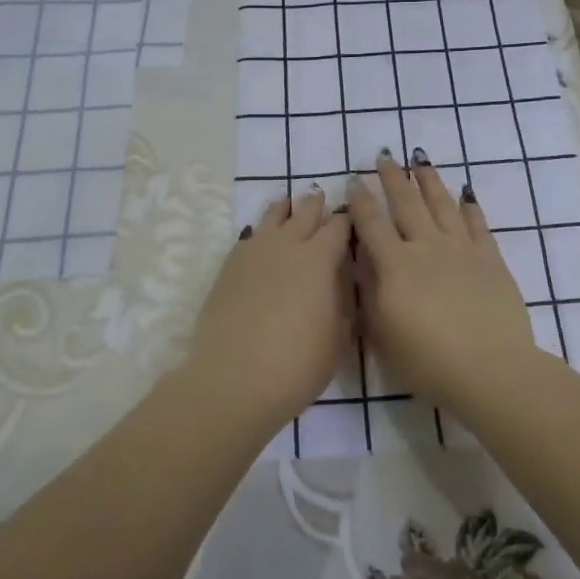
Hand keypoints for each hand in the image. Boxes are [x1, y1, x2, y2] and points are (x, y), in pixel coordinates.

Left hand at [188, 187, 352, 430]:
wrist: (234, 379)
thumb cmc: (297, 364)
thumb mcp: (338, 338)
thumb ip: (342, 303)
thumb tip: (340, 285)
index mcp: (320, 259)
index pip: (339, 226)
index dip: (347, 220)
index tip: (350, 219)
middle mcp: (287, 245)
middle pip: (304, 212)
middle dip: (316, 205)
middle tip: (320, 199)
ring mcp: (254, 252)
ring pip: (272, 216)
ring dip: (285, 210)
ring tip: (289, 207)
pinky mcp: (229, 266)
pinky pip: (248, 236)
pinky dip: (259, 232)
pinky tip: (260, 239)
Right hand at [348, 151, 537, 412]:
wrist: (489, 369)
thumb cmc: (427, 360)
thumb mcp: (382, 333)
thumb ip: (369, 292)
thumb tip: (361, 262)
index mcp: (396, 266)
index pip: (372, 225)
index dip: (362, 202)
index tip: (355, 181)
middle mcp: (427, 247)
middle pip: (407, 204)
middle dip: (394, 179)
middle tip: (385, 157)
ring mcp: (462, 250)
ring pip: (443, 205)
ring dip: (430, 181)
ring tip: (421, 161)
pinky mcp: (490, 259)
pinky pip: (478, 224)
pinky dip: (470, 207)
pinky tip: (466, 194)